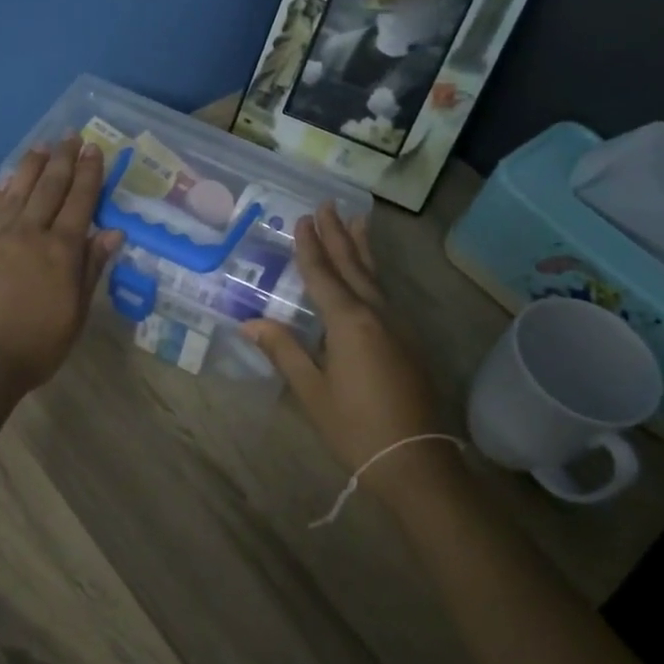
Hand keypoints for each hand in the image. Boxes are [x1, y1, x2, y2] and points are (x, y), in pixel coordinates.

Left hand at [0, 136, 124, 394]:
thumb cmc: (36, 346)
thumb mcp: (76, 314)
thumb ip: (92, 269)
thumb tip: (113, 233)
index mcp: (62, 251)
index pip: (80, 202)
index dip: (89, 174)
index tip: (95, 150)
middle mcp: (31, 233)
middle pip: (50, 188)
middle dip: (63, 160)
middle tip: (72, 137)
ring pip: (19, 190)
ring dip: (33, 166)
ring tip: (42, 146)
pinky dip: (5, 189)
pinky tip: (10, 180)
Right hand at [241, 204, 439, 482]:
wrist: (414, 459)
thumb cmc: (354, 426)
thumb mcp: (311, 390)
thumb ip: (284, 350)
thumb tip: (249, 323)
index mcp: (349, 323)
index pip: (323, 276)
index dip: (310, 247)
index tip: (303, 219)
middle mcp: (376, 314)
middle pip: (352, 267)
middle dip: (337, 235)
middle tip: (328, 204)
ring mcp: (397, 326)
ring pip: (375, 276)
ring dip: (361, 247)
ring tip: (357, 219)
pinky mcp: (407, 340)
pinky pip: (385, 293)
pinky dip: (374, 272)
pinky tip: (370, 272)